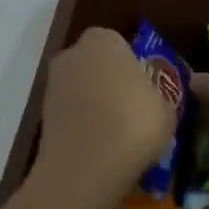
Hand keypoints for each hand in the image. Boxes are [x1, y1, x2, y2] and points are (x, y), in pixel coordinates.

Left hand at [34, 27, 175, 192]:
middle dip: (111, 82)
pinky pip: (71, 114)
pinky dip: (82, 125)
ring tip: (118, 135)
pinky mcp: (41, 115)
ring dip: (95, 105)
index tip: (146, 90)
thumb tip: (155, 100)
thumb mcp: (167, 109)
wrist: (85, 168)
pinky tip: (100, 147)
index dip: (134, 66)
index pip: (121, 44)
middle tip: (133, 110)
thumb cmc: (134, 124)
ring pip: (81, 89)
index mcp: (104, 40)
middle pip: (96, 65)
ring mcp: (53, 84)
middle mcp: (73, 54)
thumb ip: (159, 96)